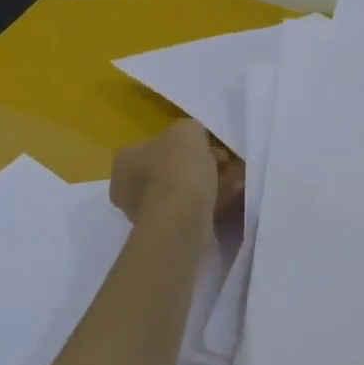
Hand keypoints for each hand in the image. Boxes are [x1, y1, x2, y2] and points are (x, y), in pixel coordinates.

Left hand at [110, 120, 243, 230]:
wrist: (181, 222)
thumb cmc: (177, 169)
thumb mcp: (187, 132)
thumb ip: (189, 130)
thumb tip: (194, 139)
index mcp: (126, 161)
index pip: (155, 146)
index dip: (185, 143)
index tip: (209, 145)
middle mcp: (130, 189)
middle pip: (171, 170)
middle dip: (201, 165)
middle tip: (226, 163)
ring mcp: (148, 215)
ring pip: (185, 192)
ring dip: (211, 184)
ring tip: (237, 179)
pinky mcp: (168, 234)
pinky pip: (193, 211)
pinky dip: (213, 202)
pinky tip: (234, 195)